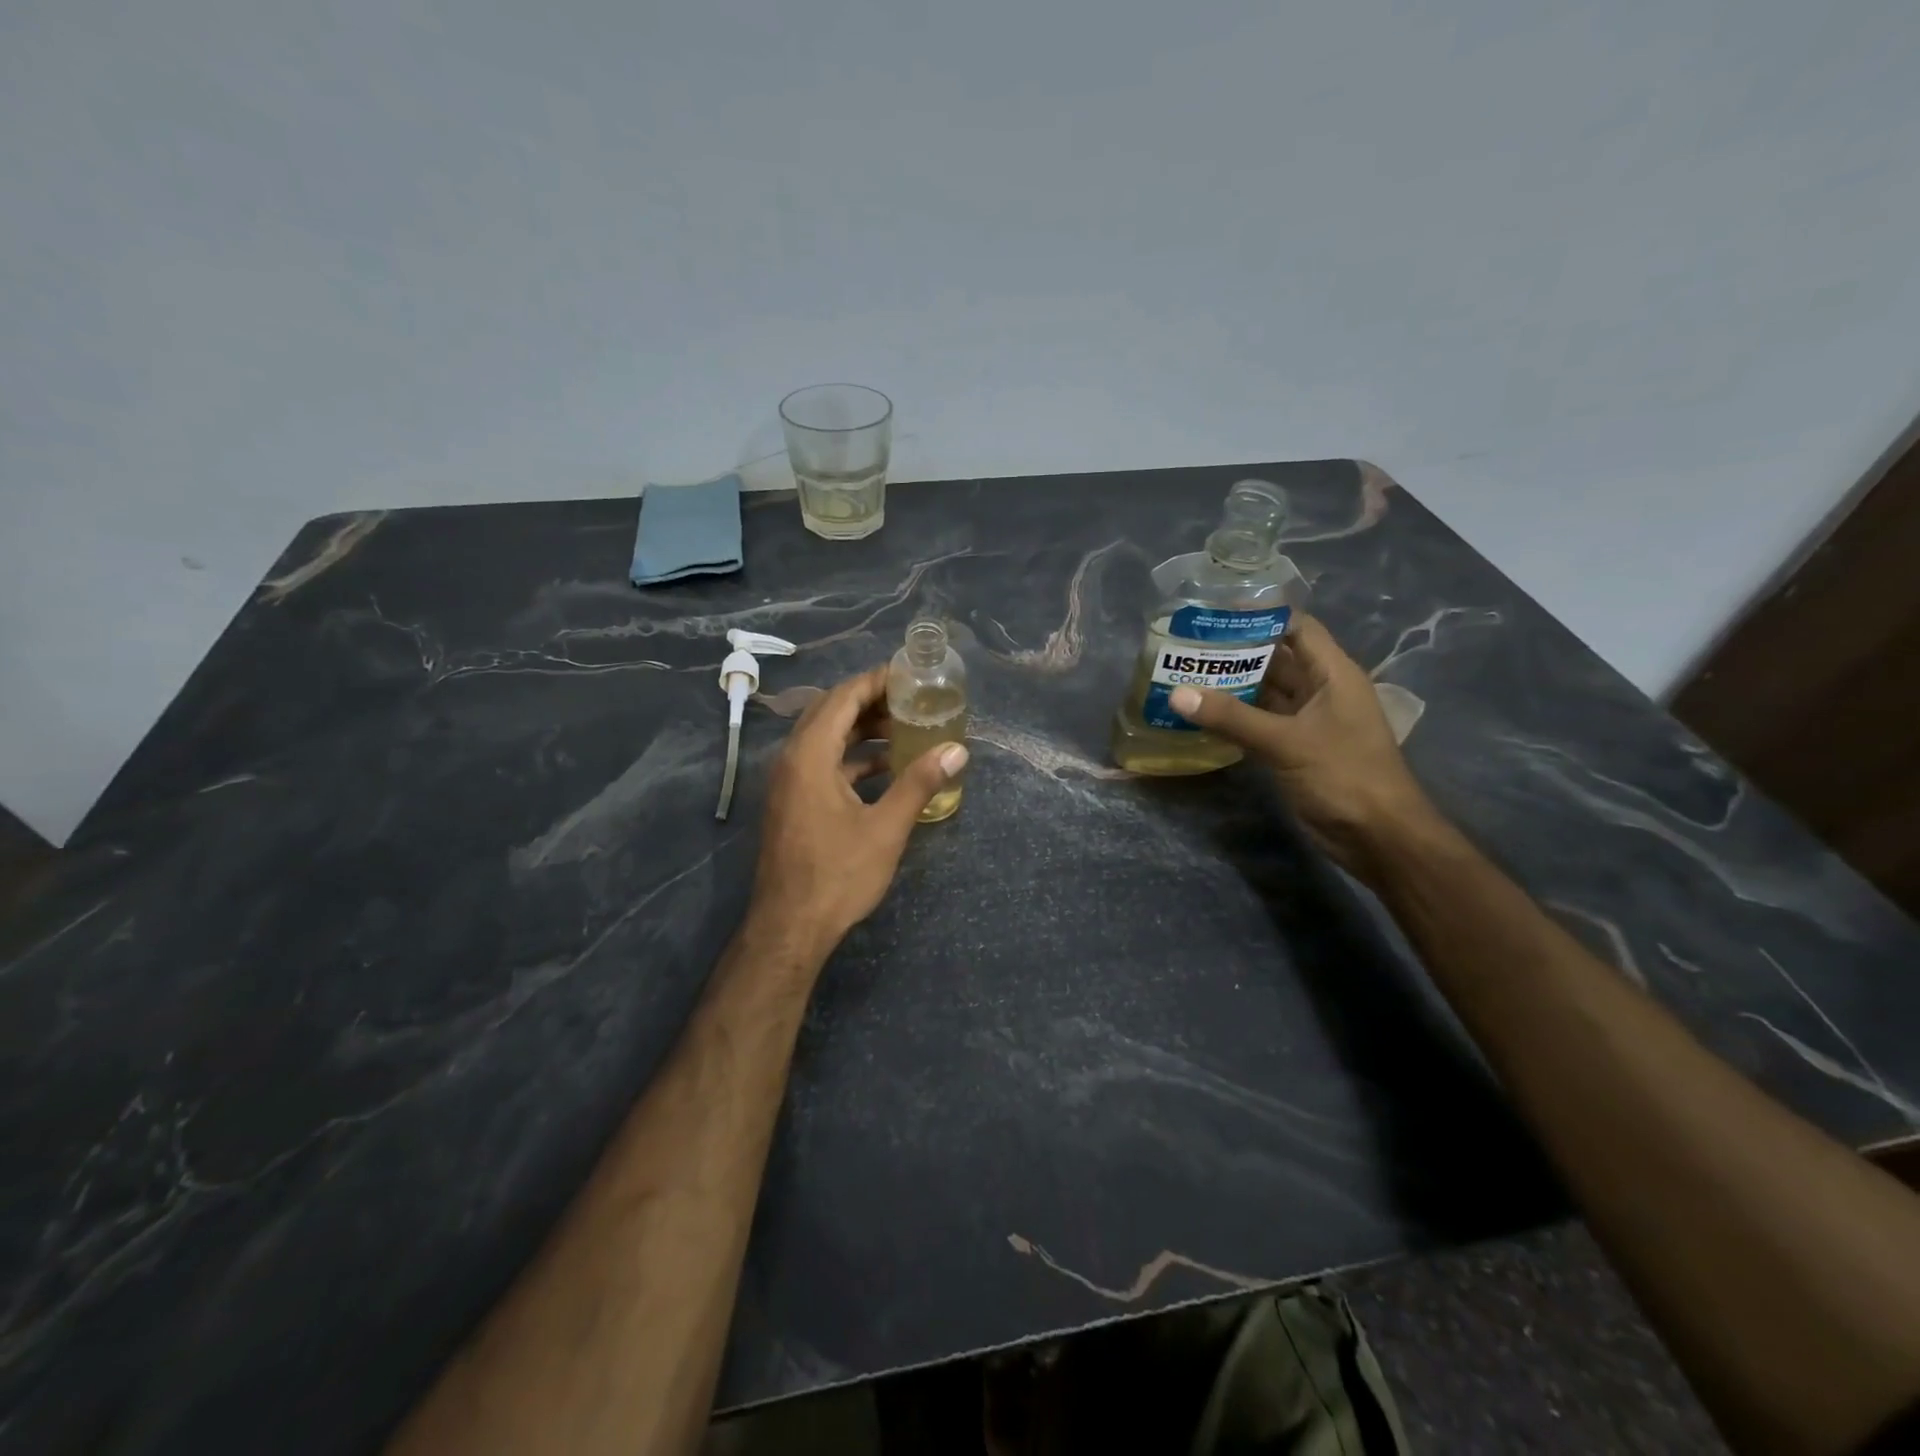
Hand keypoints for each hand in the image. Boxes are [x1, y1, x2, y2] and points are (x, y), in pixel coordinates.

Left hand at [750, 665, 967, 957]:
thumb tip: (957, 750)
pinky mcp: (793, 803)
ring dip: (861, 730)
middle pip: (830, 712)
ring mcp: (788, 783)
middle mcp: (792, 760)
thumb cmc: (838, 875)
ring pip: (825, 739)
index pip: (842, 698)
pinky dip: (852, 758)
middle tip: (911, 697)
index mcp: (809, 756)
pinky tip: (885, 768)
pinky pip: (822, 764)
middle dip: (870, 701)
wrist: (790, 927)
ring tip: (905, 727)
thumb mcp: (886, 828)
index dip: (875, 681)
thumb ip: (919, 783)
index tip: (909, 673)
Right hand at [1167, 615, 1436, 877]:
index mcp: (1332, 674)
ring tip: (1185, 673)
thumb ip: (1232, 717)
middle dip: (1236, 652)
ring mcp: (1306, 722)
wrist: (1377, 837)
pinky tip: (1199, 714)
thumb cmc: (1344, 775)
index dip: (1262, 616)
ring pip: (1264, 693)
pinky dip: (1233, 718)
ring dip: (1231, 686)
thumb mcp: (1287, 742)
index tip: (1216, 612)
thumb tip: (1177, 694)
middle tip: (1188, 644)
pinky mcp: (1293, 750)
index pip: (1297, 628)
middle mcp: (1320, 691)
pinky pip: (1258, 724)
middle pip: (1276, 659)